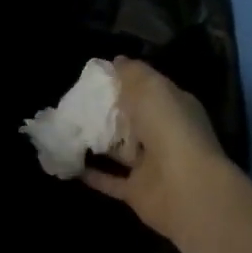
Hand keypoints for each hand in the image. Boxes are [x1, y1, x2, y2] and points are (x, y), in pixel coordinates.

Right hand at [82, 58, 240, 250]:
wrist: (184, 187)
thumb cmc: (169, 127)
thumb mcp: (151, 87)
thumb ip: (133, 72)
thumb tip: (117, 61)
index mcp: (174, 106)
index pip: (149, 89)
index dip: (125, 81)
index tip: (95, 76)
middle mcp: (164, 134)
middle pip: (133, 119)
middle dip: (108, 111)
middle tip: (75, 101)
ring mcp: (152, 165)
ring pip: (120, 150)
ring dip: (97, 141)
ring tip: (67, 128)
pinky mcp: (137, 191)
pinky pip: (110, 180)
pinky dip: (91, 173)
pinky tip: (69, 161)